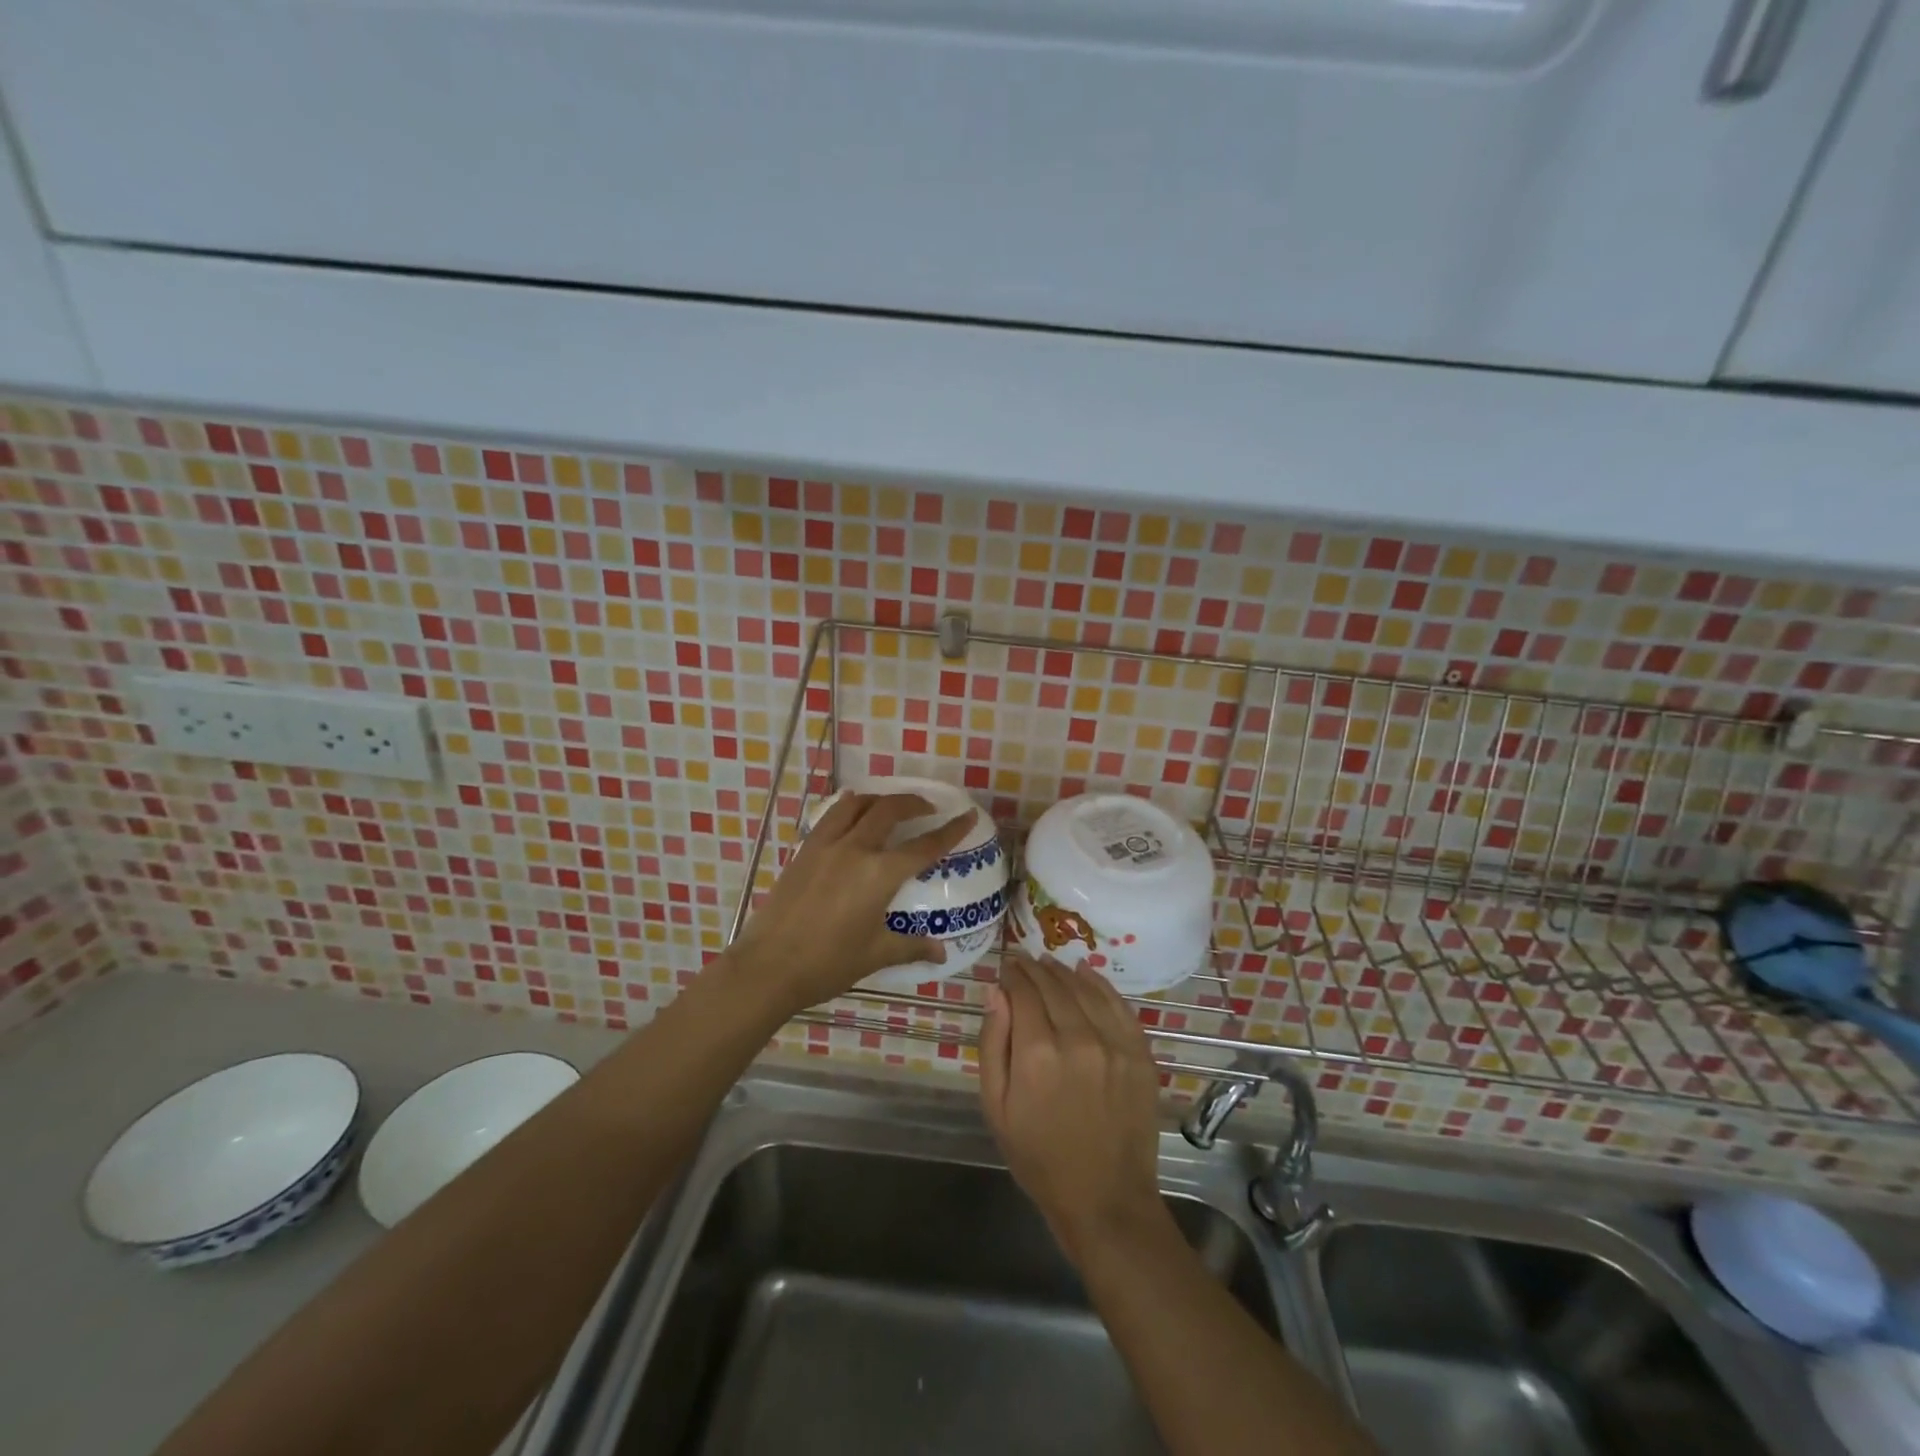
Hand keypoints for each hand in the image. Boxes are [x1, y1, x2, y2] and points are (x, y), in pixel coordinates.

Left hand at [728, 792, 976, 1017]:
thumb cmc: (828, 963)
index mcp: (880, 874)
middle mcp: (856, 849)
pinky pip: (831, 816)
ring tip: (890, 806)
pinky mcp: (804, 850)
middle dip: (914, 803)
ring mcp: (826, 846)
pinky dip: (849, 807)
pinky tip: (852, 813)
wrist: (769, 966)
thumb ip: (911, 947)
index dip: (951, 830)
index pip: (925, 846)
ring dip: (879, 799)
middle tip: (928, 808)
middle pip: (890, 810)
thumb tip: (941, 952)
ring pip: (856, 804)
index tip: (968, 815)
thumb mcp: (875, 955)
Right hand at [980, 953, 1166, 1258]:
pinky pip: (1117, 1004)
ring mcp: (1114, 1044)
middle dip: (1034, 969)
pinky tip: (1085, 973)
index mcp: (1037, 1054)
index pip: (1024, 992)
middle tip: (1023, 960)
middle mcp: (1077, 1039)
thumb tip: (996, 993)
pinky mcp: (1139, 1054)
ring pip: (1084, 989)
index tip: (1006, 967)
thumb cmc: (1039, 1158)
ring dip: (1063, 971)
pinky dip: (1099, 983)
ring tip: (1048, 963)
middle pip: (1053, 985)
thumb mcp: (997, 1108)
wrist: (1105, 1200)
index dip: (1013, 974)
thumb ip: (993, 1044)